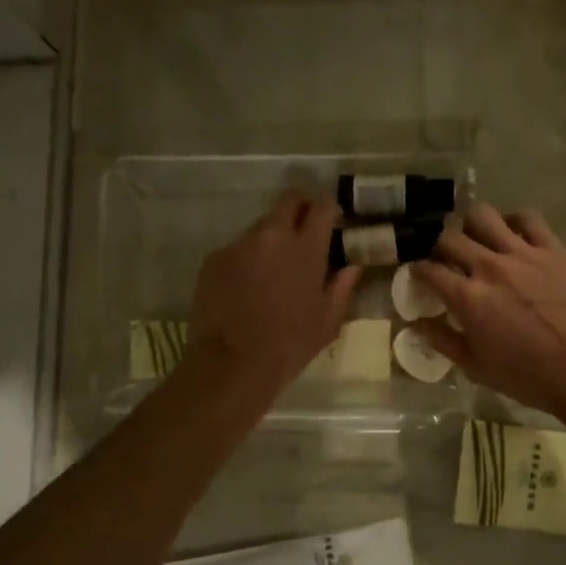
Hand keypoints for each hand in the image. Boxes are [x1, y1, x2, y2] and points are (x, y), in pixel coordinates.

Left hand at [183, 188, 361, 401]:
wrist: (231, 363)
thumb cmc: (289, 345)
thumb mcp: (327, 321)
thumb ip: (341, 287)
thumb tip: (351, 266)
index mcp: (306, 248)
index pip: (321, 205)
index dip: (328, 206)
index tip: (330, 217)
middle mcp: (271, 235)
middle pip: (288, 201)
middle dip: (299, 209)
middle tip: (303, 233)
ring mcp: (238, 244)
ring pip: (260, 227)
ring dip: (270, 240)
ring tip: (271, 271)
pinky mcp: (213, 259)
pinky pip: (236, 250)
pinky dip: (245, 260)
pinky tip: (245, 288)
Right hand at [413, 205, 565, 436]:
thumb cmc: (531, 377)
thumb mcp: (478, 368)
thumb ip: (444, 342)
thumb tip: (417, 326)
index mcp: (467, 298)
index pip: (428, 270)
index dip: (416, 270)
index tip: (417, 274)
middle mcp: (489, 267)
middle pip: (449, 236)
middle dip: (437, 243)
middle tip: (442, 255)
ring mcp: (522, 253)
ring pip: (483, 216)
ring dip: (470, 224)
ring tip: (474, 237)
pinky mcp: (553, 249)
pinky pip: (527, 218)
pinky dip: (513, 221)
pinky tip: (511, 234)